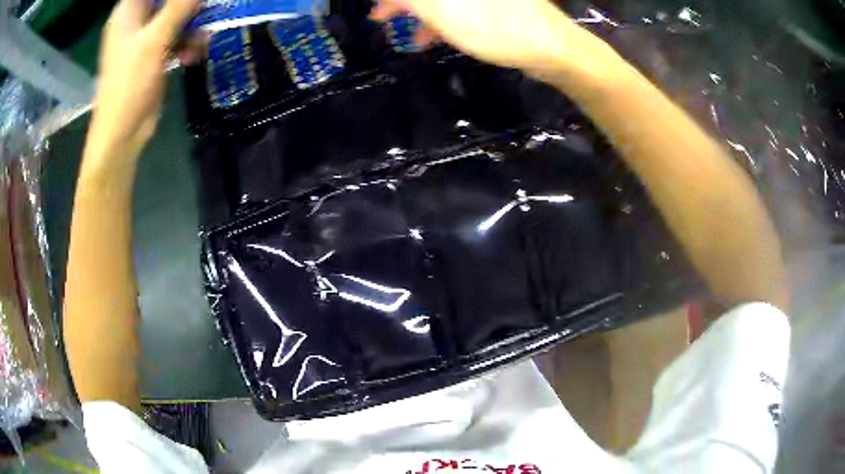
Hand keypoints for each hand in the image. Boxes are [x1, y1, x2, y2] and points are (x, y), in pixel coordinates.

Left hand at [86, 0, 199, 166]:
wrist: (122, 133)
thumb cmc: (129, 84)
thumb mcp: (155, 40)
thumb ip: (179, 7)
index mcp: (127, 13)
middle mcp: (135, 21)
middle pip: (165, 1)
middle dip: (188, 5)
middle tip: (206, 7)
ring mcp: (143, 40)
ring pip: (174, 17)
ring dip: (192, 24)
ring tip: (204, 36)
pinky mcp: (152, 56)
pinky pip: (174, 38)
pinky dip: (187, 43)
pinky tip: (195, 53)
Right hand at [370, 0, 604, 73]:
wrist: (551, 48)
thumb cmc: (494, 27)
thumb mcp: (440, 9)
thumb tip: (392, 0)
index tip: (377, 13)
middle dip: (405, 4)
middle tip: (382, 18)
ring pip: (442, 0)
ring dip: (421, 13)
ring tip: (410, 37)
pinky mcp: (495, 3)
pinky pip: (459, 5)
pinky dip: (442, 18)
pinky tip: (432, 37)